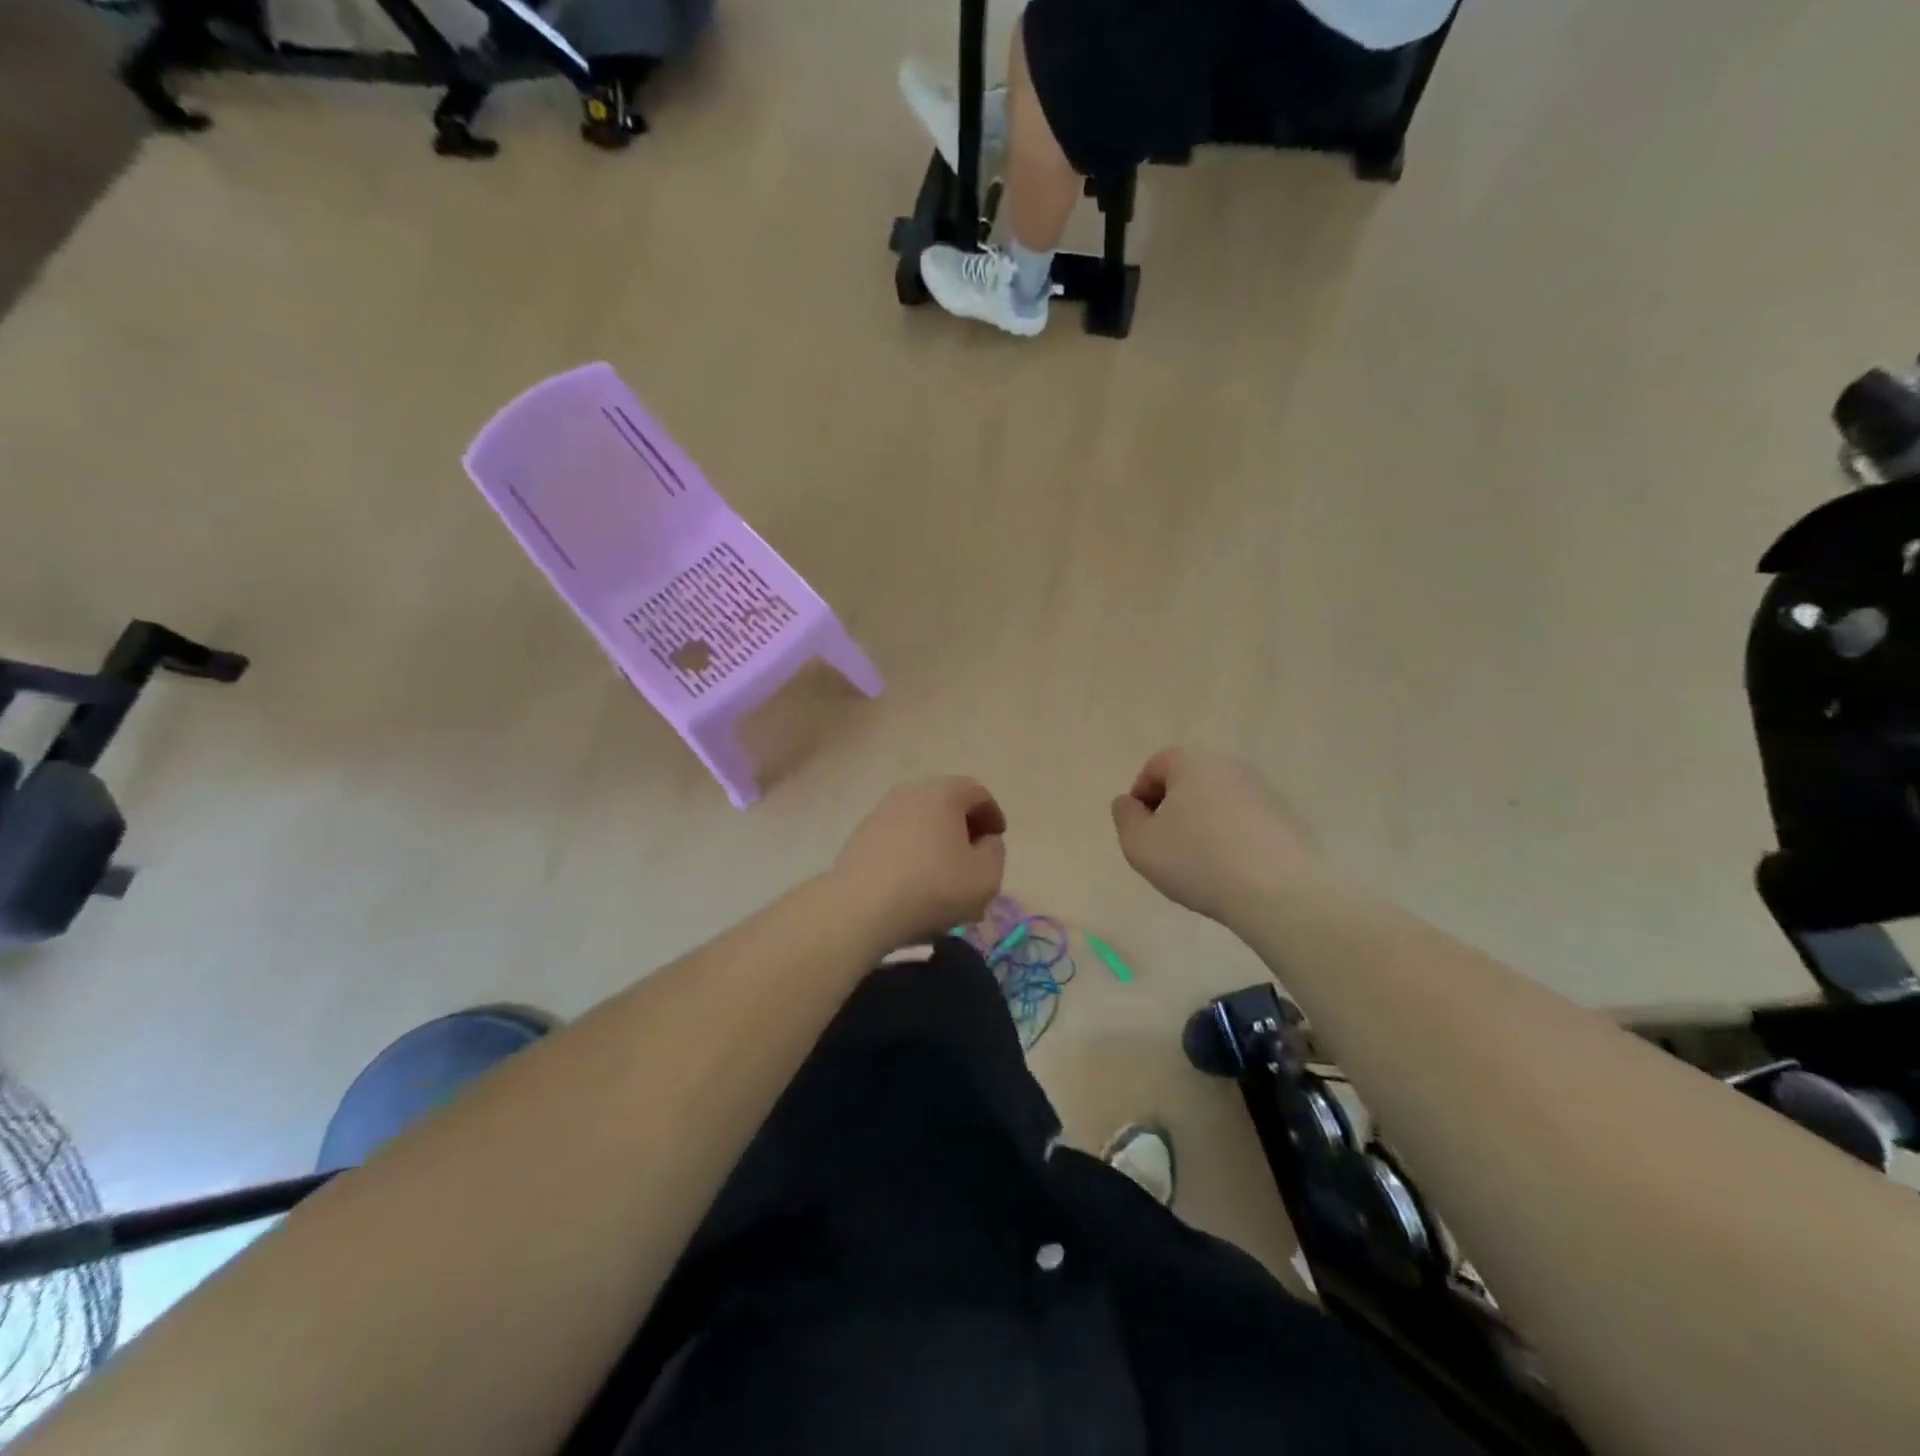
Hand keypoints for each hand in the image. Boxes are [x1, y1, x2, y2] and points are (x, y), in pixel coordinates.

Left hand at [834, 777, 1007, 944]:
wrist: (861, 907)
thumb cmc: (933, 887)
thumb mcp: (986, 876)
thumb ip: (995, 852)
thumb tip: (984, 841)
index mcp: (943, 792)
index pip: (977, 793)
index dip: (993, 815)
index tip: (997, 840)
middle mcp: (910, 792)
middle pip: (946, 803)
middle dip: (963, 827)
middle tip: (973, 856)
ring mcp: (881, 812)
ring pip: (920, 821)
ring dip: (936, 842)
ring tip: (944, 875)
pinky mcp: (860, 836)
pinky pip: (898, 838)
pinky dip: (912, 852)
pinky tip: (915, 882)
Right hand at [1110, 747, 1321, 924]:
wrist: (1277, 894)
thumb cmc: (1197, 861)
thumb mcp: (1139, 844)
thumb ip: (1125, 817)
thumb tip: (1128, 802)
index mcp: (1192, 762)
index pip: (1155, 767)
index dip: (1140, 798)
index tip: (1141, 832)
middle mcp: (1230, 765)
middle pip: (1189, 781)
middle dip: (1173, 809)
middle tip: (1166, 847)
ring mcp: (1264, 790)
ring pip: (1219, 801)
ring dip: (1204, 823)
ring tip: (1200, 863)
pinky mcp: (1287, 818)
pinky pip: (1246, 821)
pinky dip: (1233, 837)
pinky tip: (1231, 870)